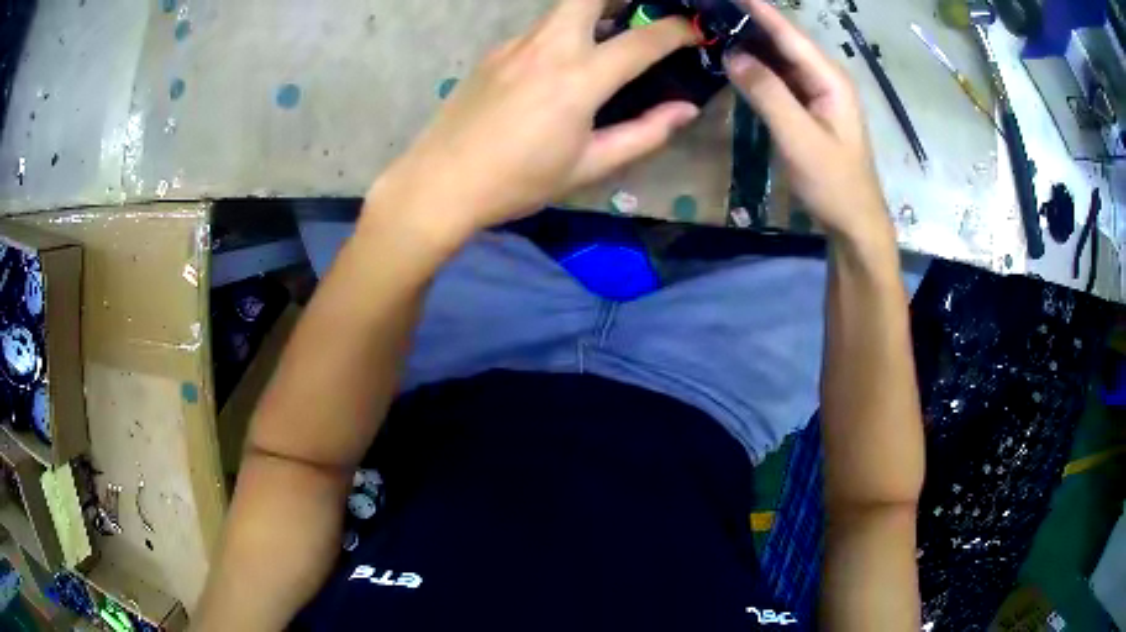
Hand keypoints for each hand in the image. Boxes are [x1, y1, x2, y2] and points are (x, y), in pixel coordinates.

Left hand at [364, 0, 698, 246]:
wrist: (441, 182)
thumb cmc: (518, 182)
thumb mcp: (588, 166)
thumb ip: (643, 134)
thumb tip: (685, 110)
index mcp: (578, 80)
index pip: (642, 40)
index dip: (678, 30)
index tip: (696, 29)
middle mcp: (547, 48)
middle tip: (643, 11)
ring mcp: (515, 45)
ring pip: (561, 8)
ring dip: (592, 10)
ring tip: (608, 35)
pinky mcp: (494, 52)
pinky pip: (538, 30)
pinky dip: (560, 33)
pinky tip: (557, 66)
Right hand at [724, 0, 890, 242]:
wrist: (854, 222)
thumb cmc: (833, 183)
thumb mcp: (800, 139)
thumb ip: (768, 93)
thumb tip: (732, 54)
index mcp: (830, 79)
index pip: (789, 34)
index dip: (758, 10)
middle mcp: (825, 79)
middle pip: (785, 41)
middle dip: (751, 21)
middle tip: (714, 10)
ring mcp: (818, 94)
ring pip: (781, 59)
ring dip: (751, 42)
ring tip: (717, 25)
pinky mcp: (809, 109)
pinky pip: (780, 79)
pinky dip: (758, 68)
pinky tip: (736, 62)